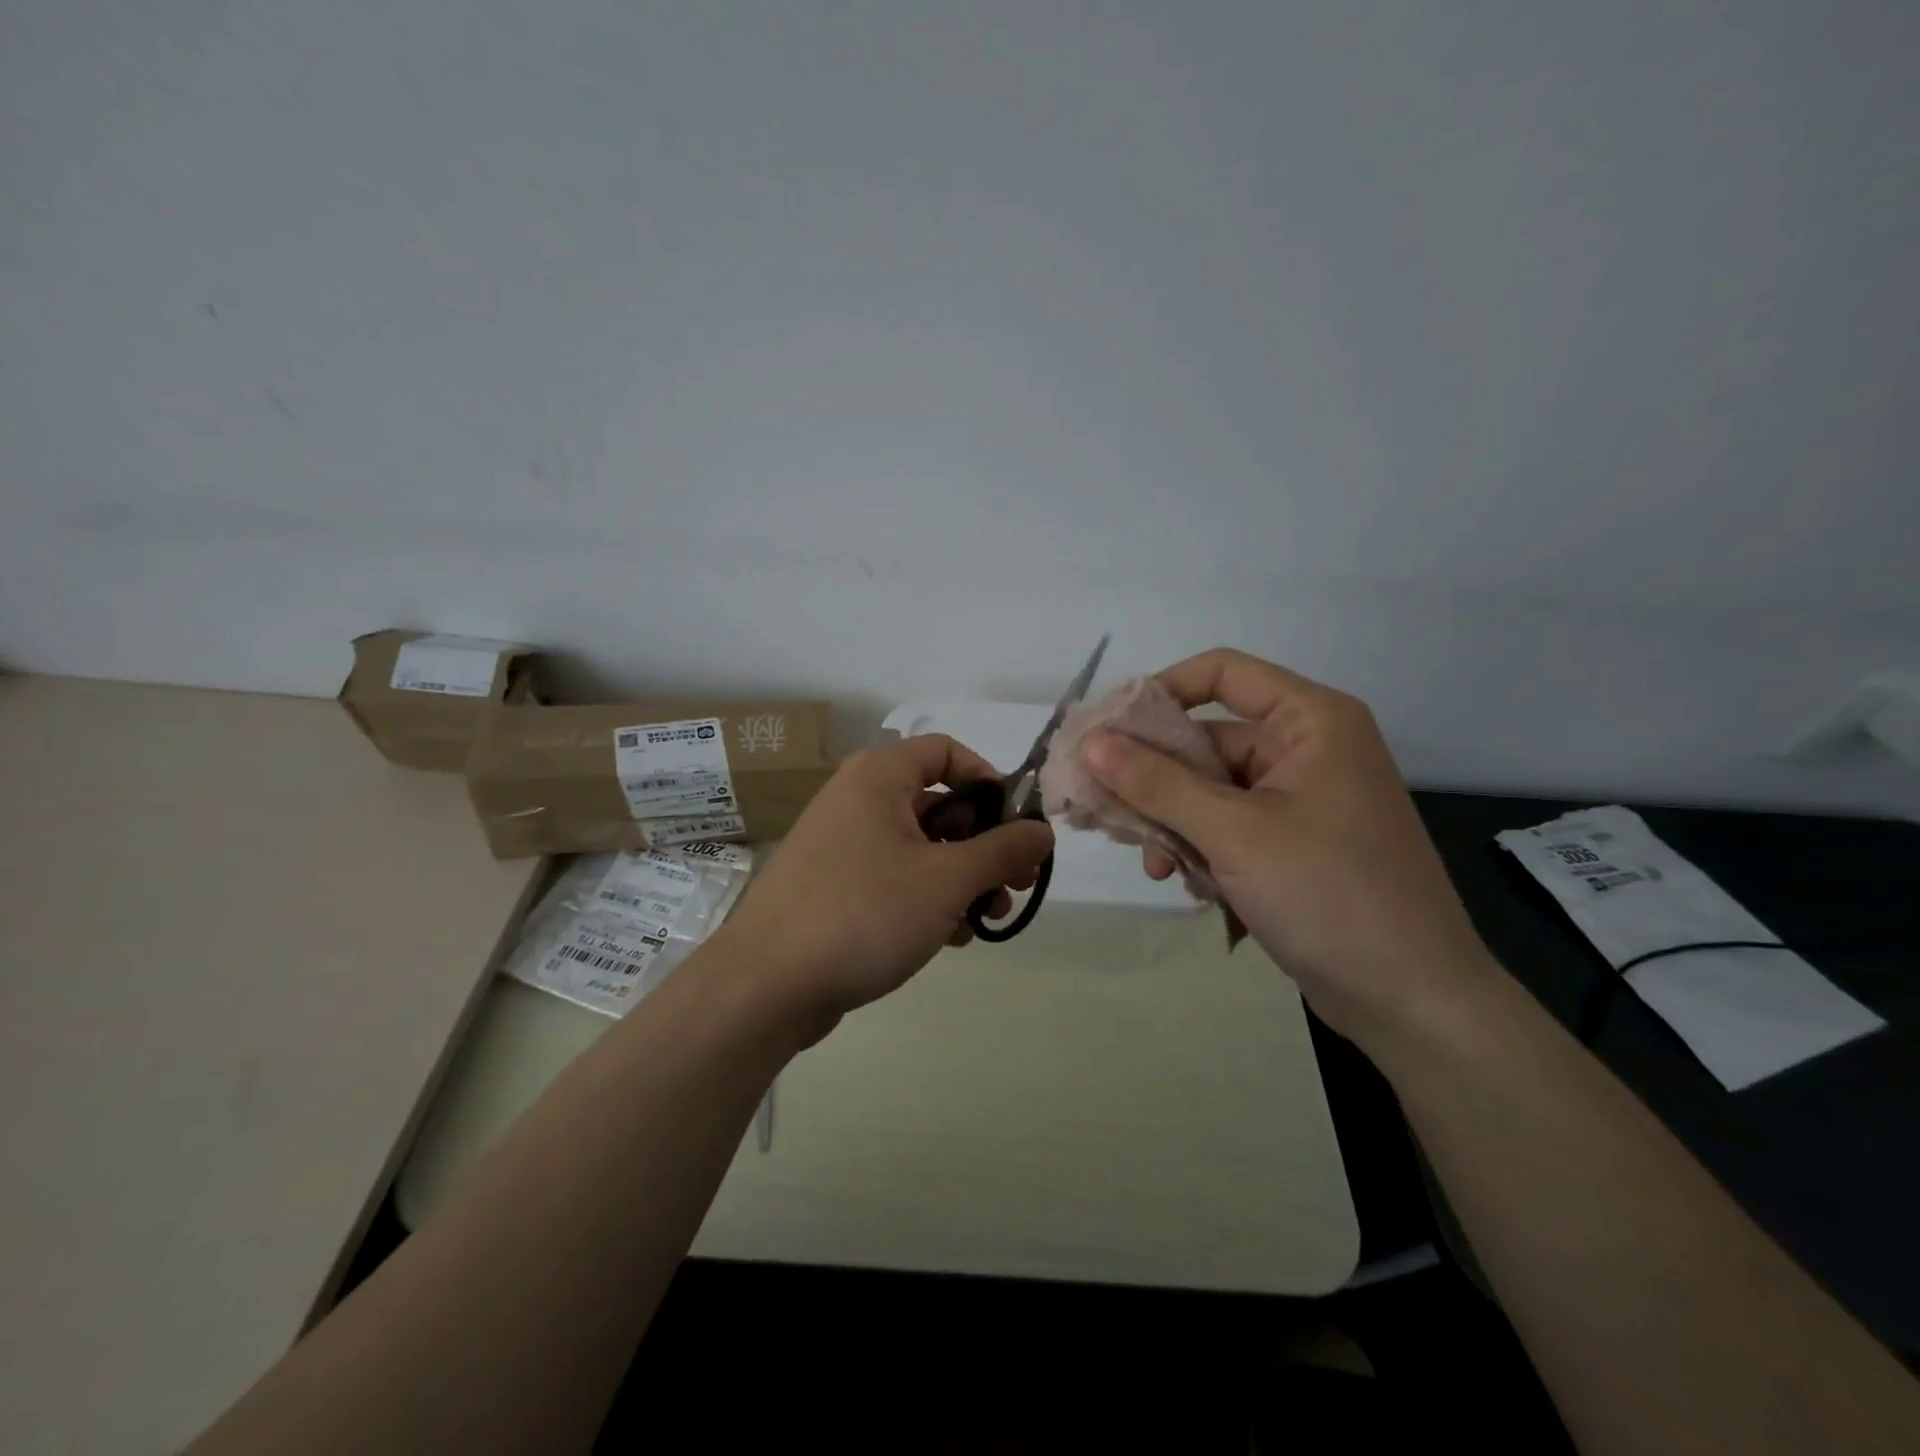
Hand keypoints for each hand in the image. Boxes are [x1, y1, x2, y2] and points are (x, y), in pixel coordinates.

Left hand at [718, 734, 1053, 1037]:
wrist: (766, 985)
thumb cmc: (864, 913)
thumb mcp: (947, 879)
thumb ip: (1003, 850)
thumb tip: (1044, 830)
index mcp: (879, 777)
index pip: (947, 751)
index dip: (989, 782)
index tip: (1017, 826)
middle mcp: (858, 799)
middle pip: (939, 804)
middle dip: (984, 844)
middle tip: (1014, 884)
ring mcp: (843, 845)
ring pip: (921, 846)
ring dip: (962, 878)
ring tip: (988, 918)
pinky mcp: (835, 886)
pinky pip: (895, 877)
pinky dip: (928, 898)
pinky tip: (950, 937)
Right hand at [1082, 649, 1496, 1048]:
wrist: (1412, 1000)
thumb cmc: (1328, 893)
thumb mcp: (1233, 832)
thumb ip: (1156, 783)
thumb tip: (1091, 742)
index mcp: (1309, 721)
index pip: (1221, 673)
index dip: (1159, 692)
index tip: (1106, 730)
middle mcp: (1305, 749)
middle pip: (1206, 739)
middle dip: (1152, 776)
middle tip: (1098, 804)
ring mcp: (1299, 800)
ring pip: (1208, 789)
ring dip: (1170, 821)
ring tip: (1150, 862)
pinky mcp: (1291, 845)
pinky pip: (1225, 826)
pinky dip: (1198, 848)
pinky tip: (1182, 882)